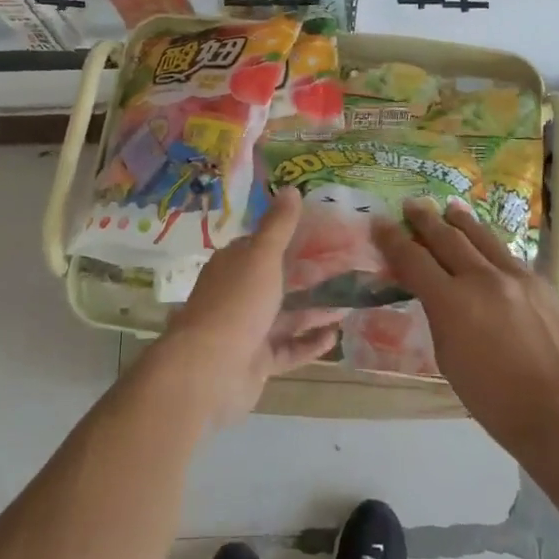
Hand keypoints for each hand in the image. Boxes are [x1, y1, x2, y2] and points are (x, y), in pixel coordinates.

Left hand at [150, 187, 341, 427]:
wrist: (208, 370)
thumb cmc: (237, 304)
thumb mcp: (262, 256)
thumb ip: (279, 226)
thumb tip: (290, 188)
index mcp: (234, 265)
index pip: (262, 245)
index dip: (291, 237)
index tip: (325, 233)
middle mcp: (238, 294)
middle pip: (278, 280)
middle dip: (309, 276)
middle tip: (348, 268)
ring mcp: (247, 330)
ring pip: (286, 316)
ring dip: (314, 309)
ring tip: (350, 302)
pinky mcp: (257, 362)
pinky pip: (288, 349)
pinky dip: (309, 342)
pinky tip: (335, 335)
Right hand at [375, 197, 558, 455]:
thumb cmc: (495, 400)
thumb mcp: (449, 360)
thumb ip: (440, 317)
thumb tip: (437, 293)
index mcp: (453, 302)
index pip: (414, 259)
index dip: (393, 239)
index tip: (379, 223)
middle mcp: (483, 279)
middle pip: (447, 238)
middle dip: (425, 220)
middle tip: (411, 204)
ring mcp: (516, 277)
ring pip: (482, 237)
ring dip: (461, 221)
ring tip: (449, 208)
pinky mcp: (541, 283)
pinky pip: (507, 255)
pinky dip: (489, 244)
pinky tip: (485, 243)